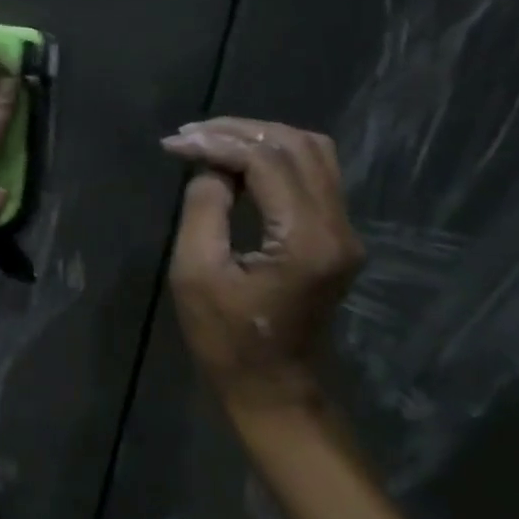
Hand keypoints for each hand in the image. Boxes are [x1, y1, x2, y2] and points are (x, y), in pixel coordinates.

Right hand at [161, 117, 363, 418]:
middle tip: (189, 135)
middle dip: (239, 131)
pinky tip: (237, 162)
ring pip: (312, 153)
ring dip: (260, 138)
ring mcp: (344, 231)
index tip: (174, 144)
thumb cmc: (226, 338)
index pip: (267, 161)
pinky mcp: (337, 236)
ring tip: (211, 141)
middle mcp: (337, 227)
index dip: (218, 142)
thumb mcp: (196, 273)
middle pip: (296, 146)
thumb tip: (209, 167)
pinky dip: (274, 156)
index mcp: (305, 239)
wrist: (274, 387)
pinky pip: (314, 173)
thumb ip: (203, 208)